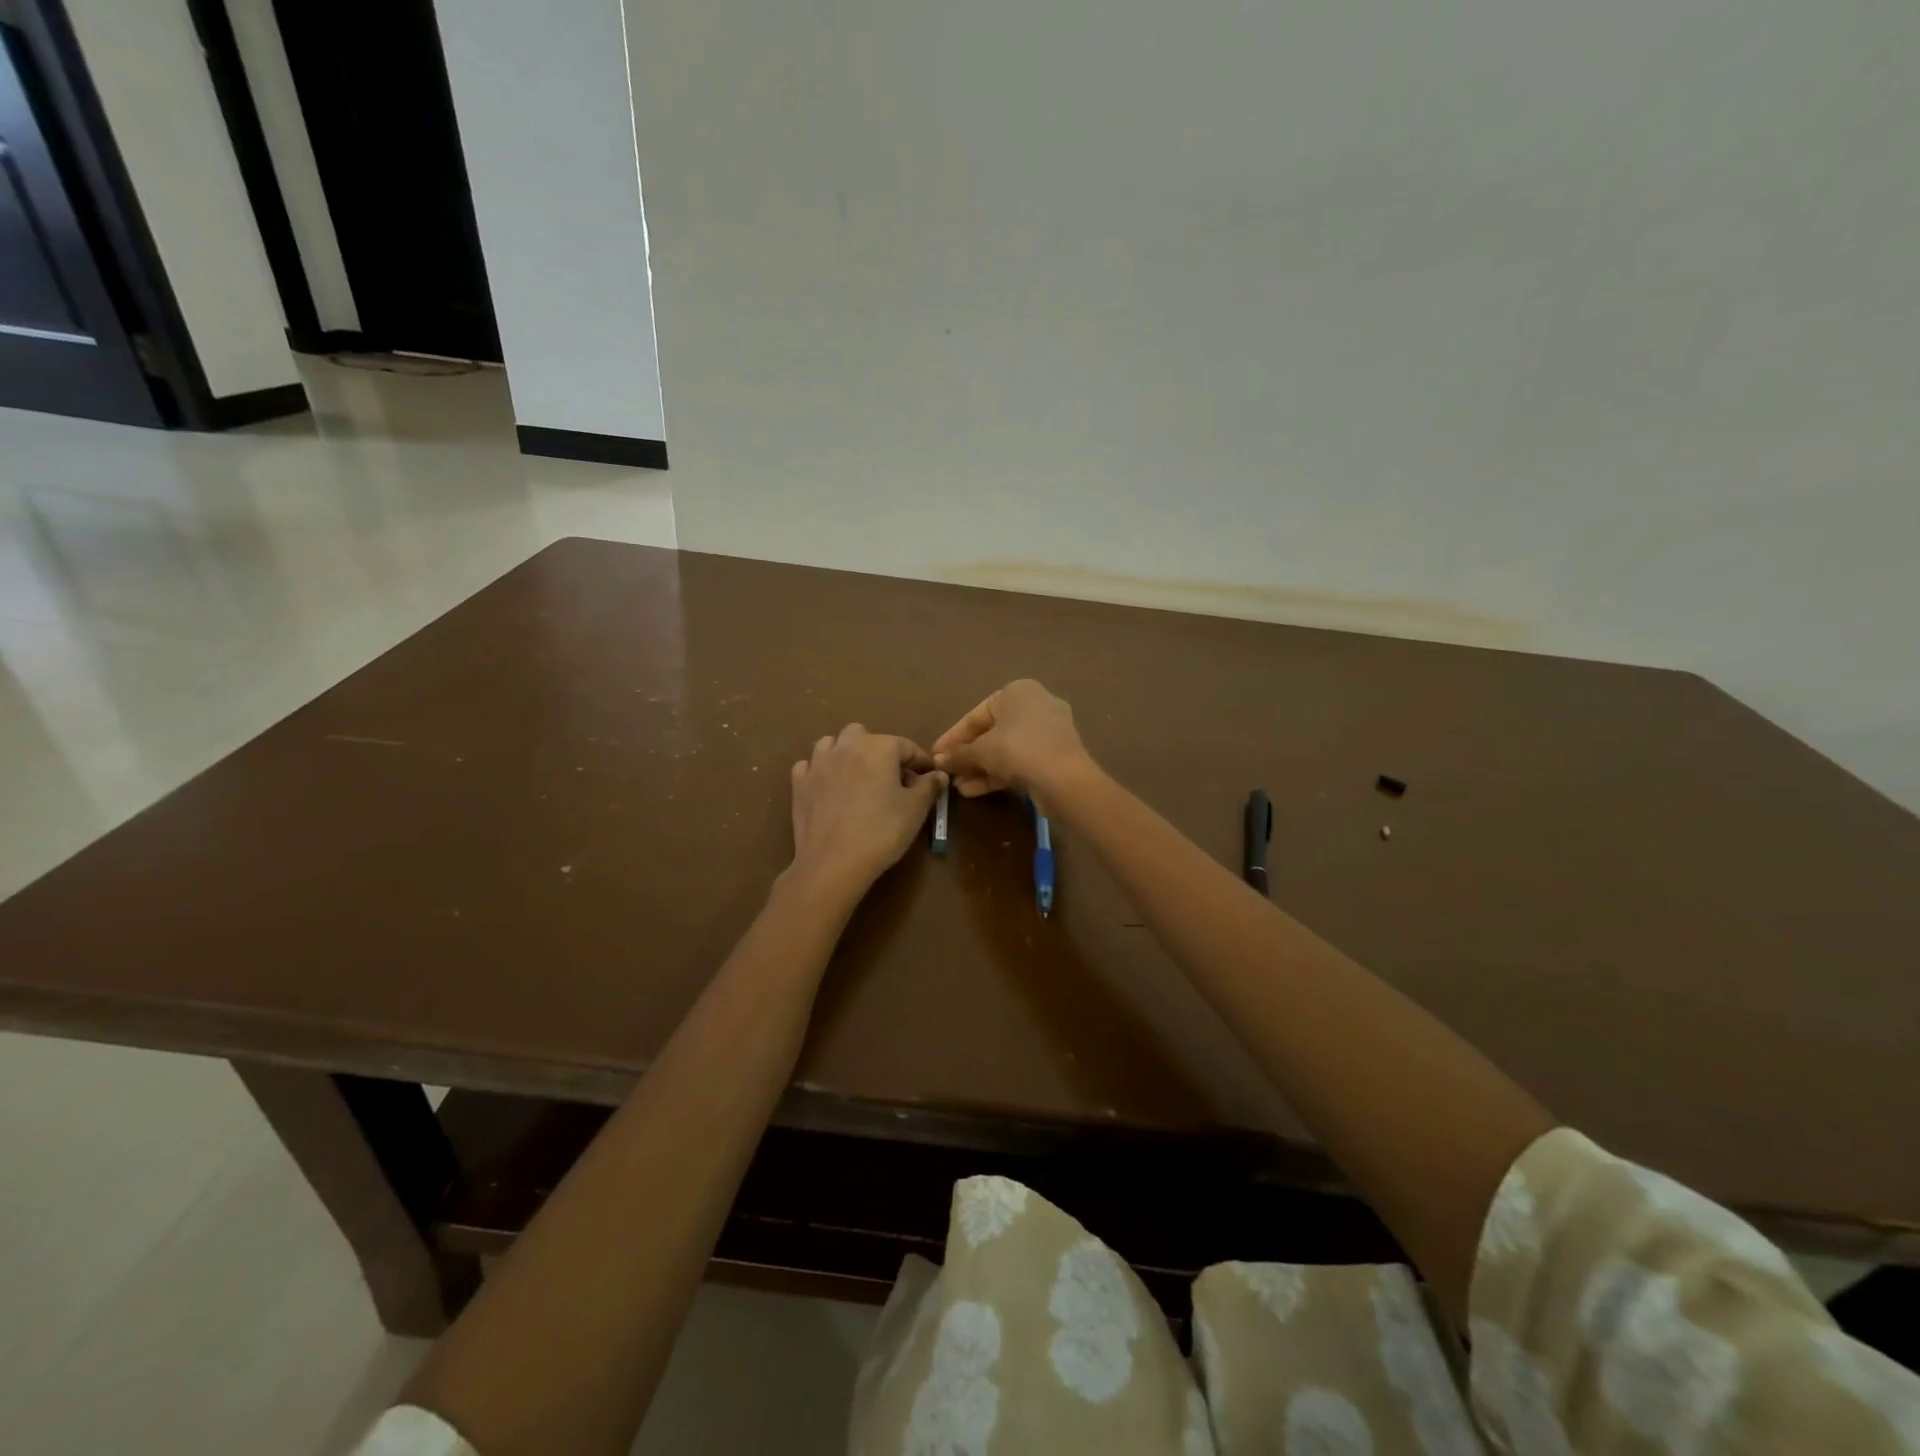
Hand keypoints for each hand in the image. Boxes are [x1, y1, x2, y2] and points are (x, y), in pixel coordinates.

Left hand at [789, 725, 946, 893]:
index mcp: (879, 747)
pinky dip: (820, 771)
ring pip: (832, 744)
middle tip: (889, 777)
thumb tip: (937, 774)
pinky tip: (827, 788)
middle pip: (864, 735)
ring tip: (855, 777)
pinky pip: (809, 766)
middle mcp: (847, 746)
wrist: (834, 861)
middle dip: (877, 750)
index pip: (906, 746)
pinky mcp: (799, 783)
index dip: (920, 761)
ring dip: (845, 753)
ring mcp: (818, 763)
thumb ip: (929, 786)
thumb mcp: (915, 809)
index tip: (928, 777)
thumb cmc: (882, 831)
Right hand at [931, 680, 1090, 798]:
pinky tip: (974, 790)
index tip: (936, 754)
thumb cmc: (1018, 750)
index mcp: (1017, 691)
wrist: (1065, 779)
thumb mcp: (981, 751)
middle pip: (991, 732)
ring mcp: (1048, 731)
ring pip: (1005, 749)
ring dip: (980, 767)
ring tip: (958, 786)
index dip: (953, 737)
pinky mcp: (1054, 756)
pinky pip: (1020, 760)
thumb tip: (938, 761)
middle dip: (967, 754)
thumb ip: (958, 754)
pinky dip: (998, 773)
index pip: (976, 715)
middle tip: (947, 771)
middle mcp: (1035, 705)